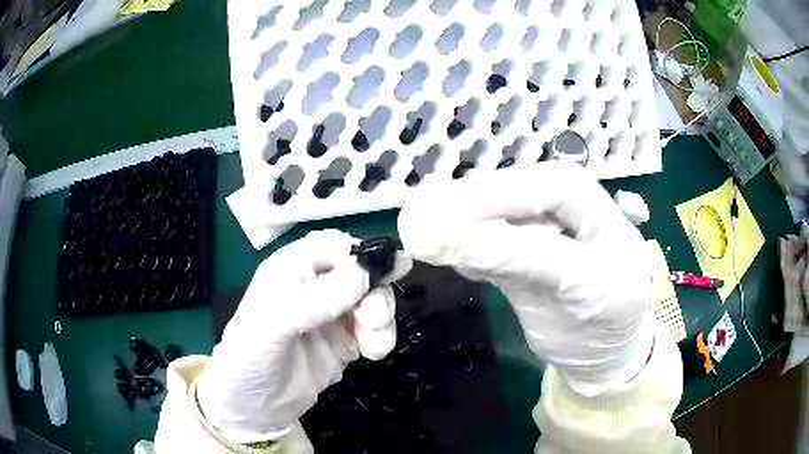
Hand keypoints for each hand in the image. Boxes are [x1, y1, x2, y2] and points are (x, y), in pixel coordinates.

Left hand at [198, 230, 410, 442]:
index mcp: (292, 268)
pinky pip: (374, 330)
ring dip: (381, 318)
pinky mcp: (344, 342)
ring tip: (373, 345)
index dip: (361, 254)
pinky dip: (381, 338)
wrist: (254, 407)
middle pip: (361, 273)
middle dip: (375, 292)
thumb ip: (318, 298)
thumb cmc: (251, 356)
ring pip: (373, 301)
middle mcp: (315, 287)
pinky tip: (372, 354)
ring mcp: (332, 315)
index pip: (334, 245)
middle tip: (373, 319)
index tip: (387, 271)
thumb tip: (367, 273)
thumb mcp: (274, 323)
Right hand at [398, 162, 652, 396]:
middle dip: (464, 208)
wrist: (603, 351)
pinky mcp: (514, 253)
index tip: (447, 223)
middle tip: (415, 222)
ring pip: (490, 216)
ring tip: (416, 232)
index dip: (496, 199)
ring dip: (453, 224)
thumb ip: (526, 259)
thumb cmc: (610, 317)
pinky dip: (461, 248)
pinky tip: (438, 252)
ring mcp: (534, 228)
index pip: (542, 187)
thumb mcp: (585, 287)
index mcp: (589, 202)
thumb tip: (457, 239)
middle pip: (509, 194)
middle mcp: (558, 205)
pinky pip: (484, 244)